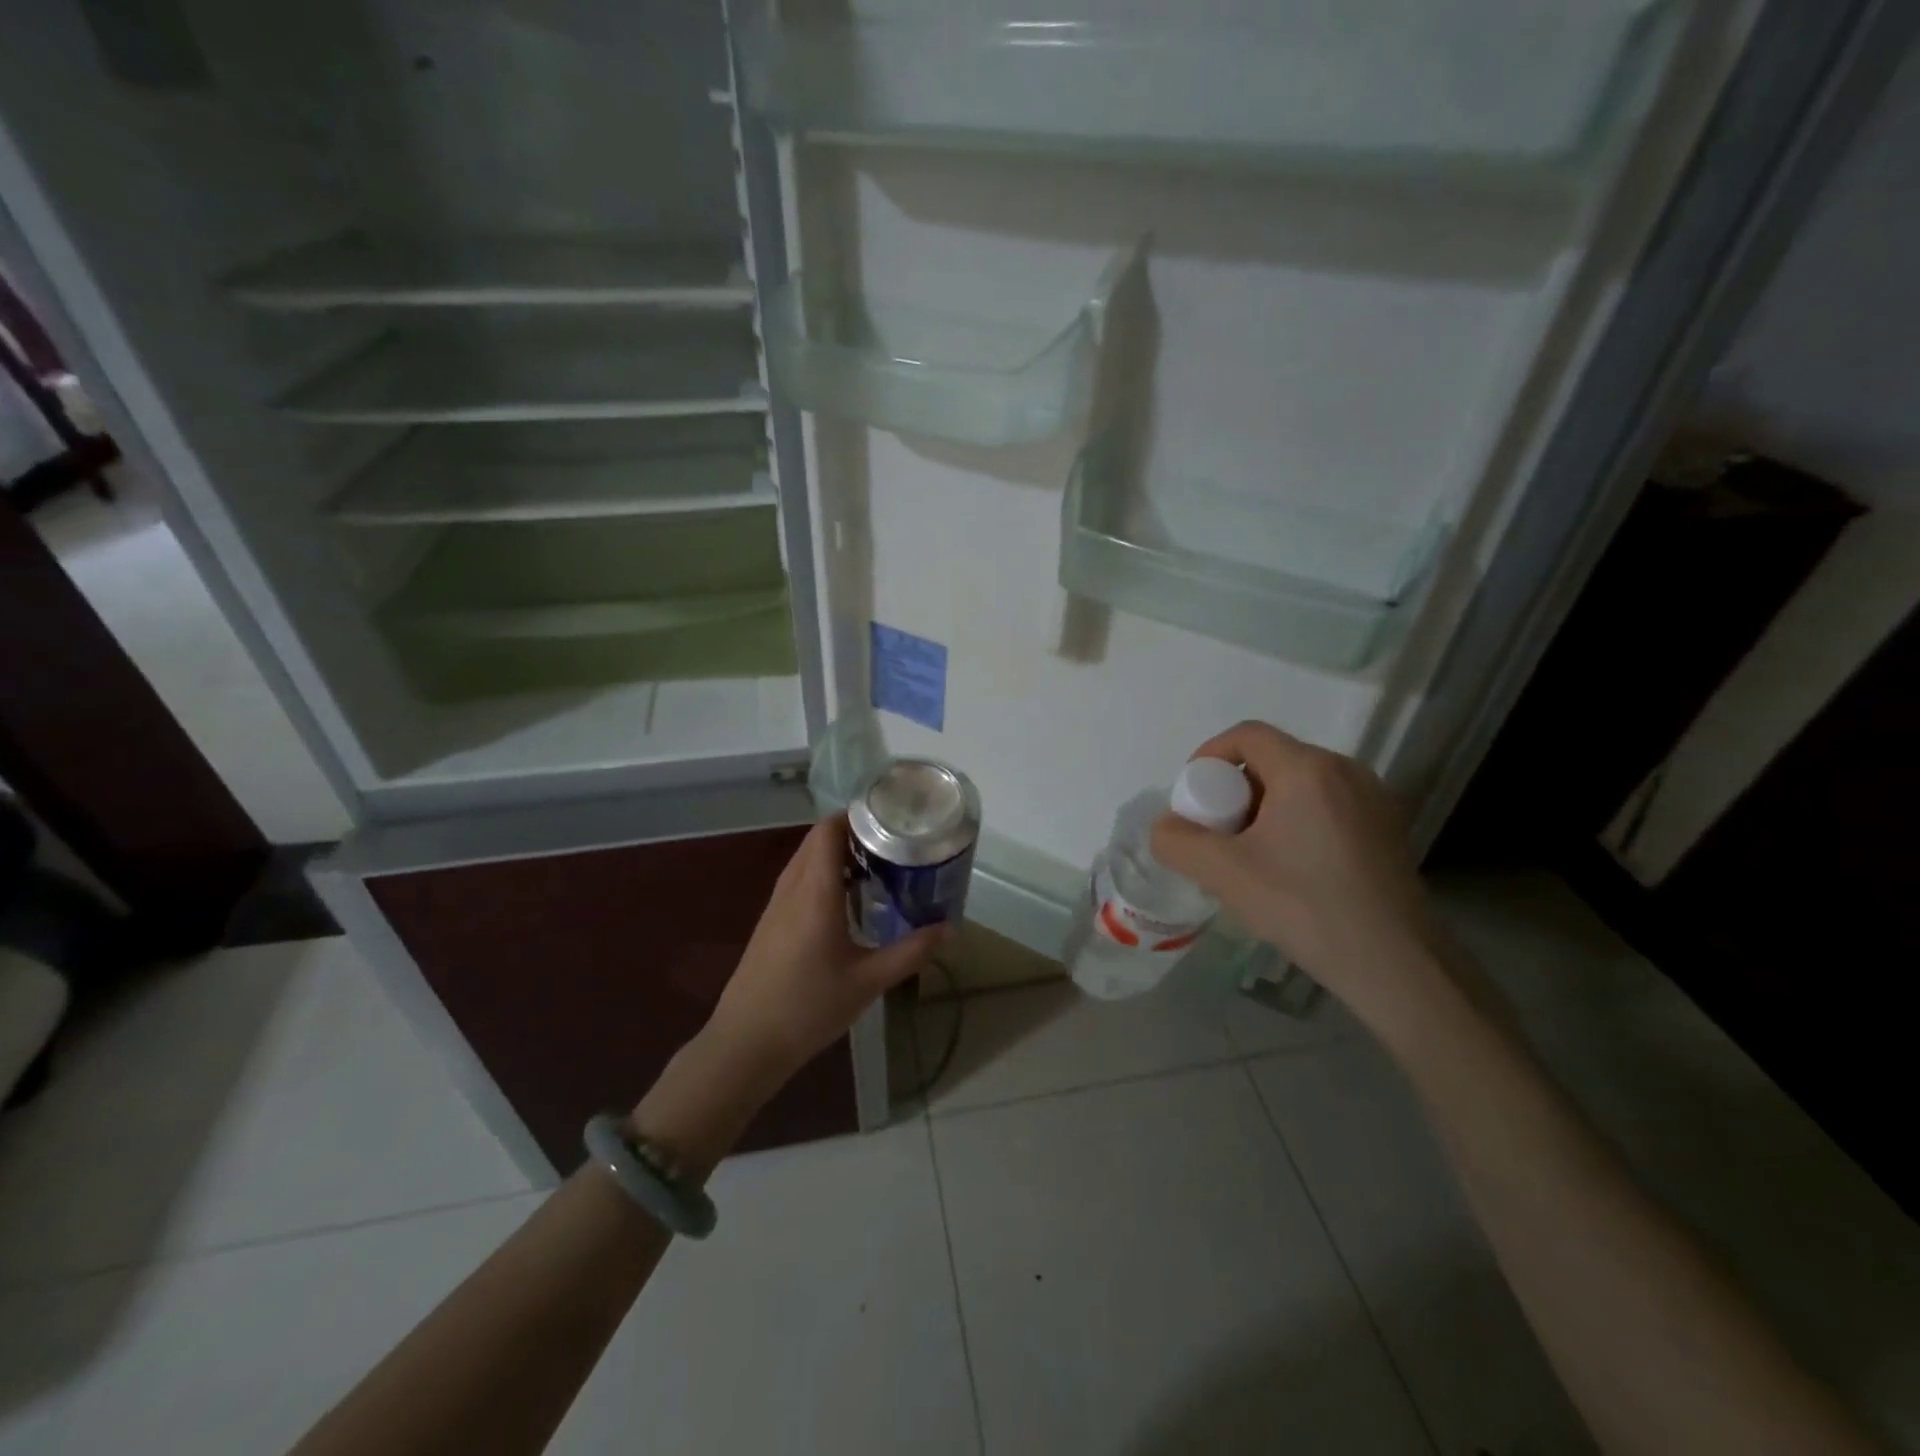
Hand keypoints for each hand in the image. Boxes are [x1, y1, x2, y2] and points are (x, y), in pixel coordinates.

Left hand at [704, 814, 951, 1090]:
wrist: (746, 1042)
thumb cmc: (809, 1008)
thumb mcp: (869, 981)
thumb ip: (912, 951)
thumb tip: (950, 929)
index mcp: (814, 892)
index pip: (829, 830)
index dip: (857, 816)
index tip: (892, 819)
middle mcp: (792, 887)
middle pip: (818, 839)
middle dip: (854, 832)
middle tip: (894, 842)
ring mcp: (776, 904)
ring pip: (806, 858)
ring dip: (837, 853)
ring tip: (878, 866)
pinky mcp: (770, 921)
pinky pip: (798, 878)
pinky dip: (823, 872)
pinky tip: (847, 899)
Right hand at [1150, 722, 1443, 1034]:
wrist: (1396, 965)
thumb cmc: (1305, 907)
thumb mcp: (1223, 873)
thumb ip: (1177, 841)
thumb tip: (1167, 827)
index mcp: (1308, 769)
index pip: (1246, 735)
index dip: (1209, 756)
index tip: (1194, 799)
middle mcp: (1346, 771)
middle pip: (1272, 760)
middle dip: (1234, 790)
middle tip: (1218, 835)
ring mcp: (1373, 799)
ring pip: (1300, 784)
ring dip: (1264, 808)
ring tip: (1251, 856)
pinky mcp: (1387, 828)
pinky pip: (1326, 806)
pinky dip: (1296, 822)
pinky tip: (1291, 870)